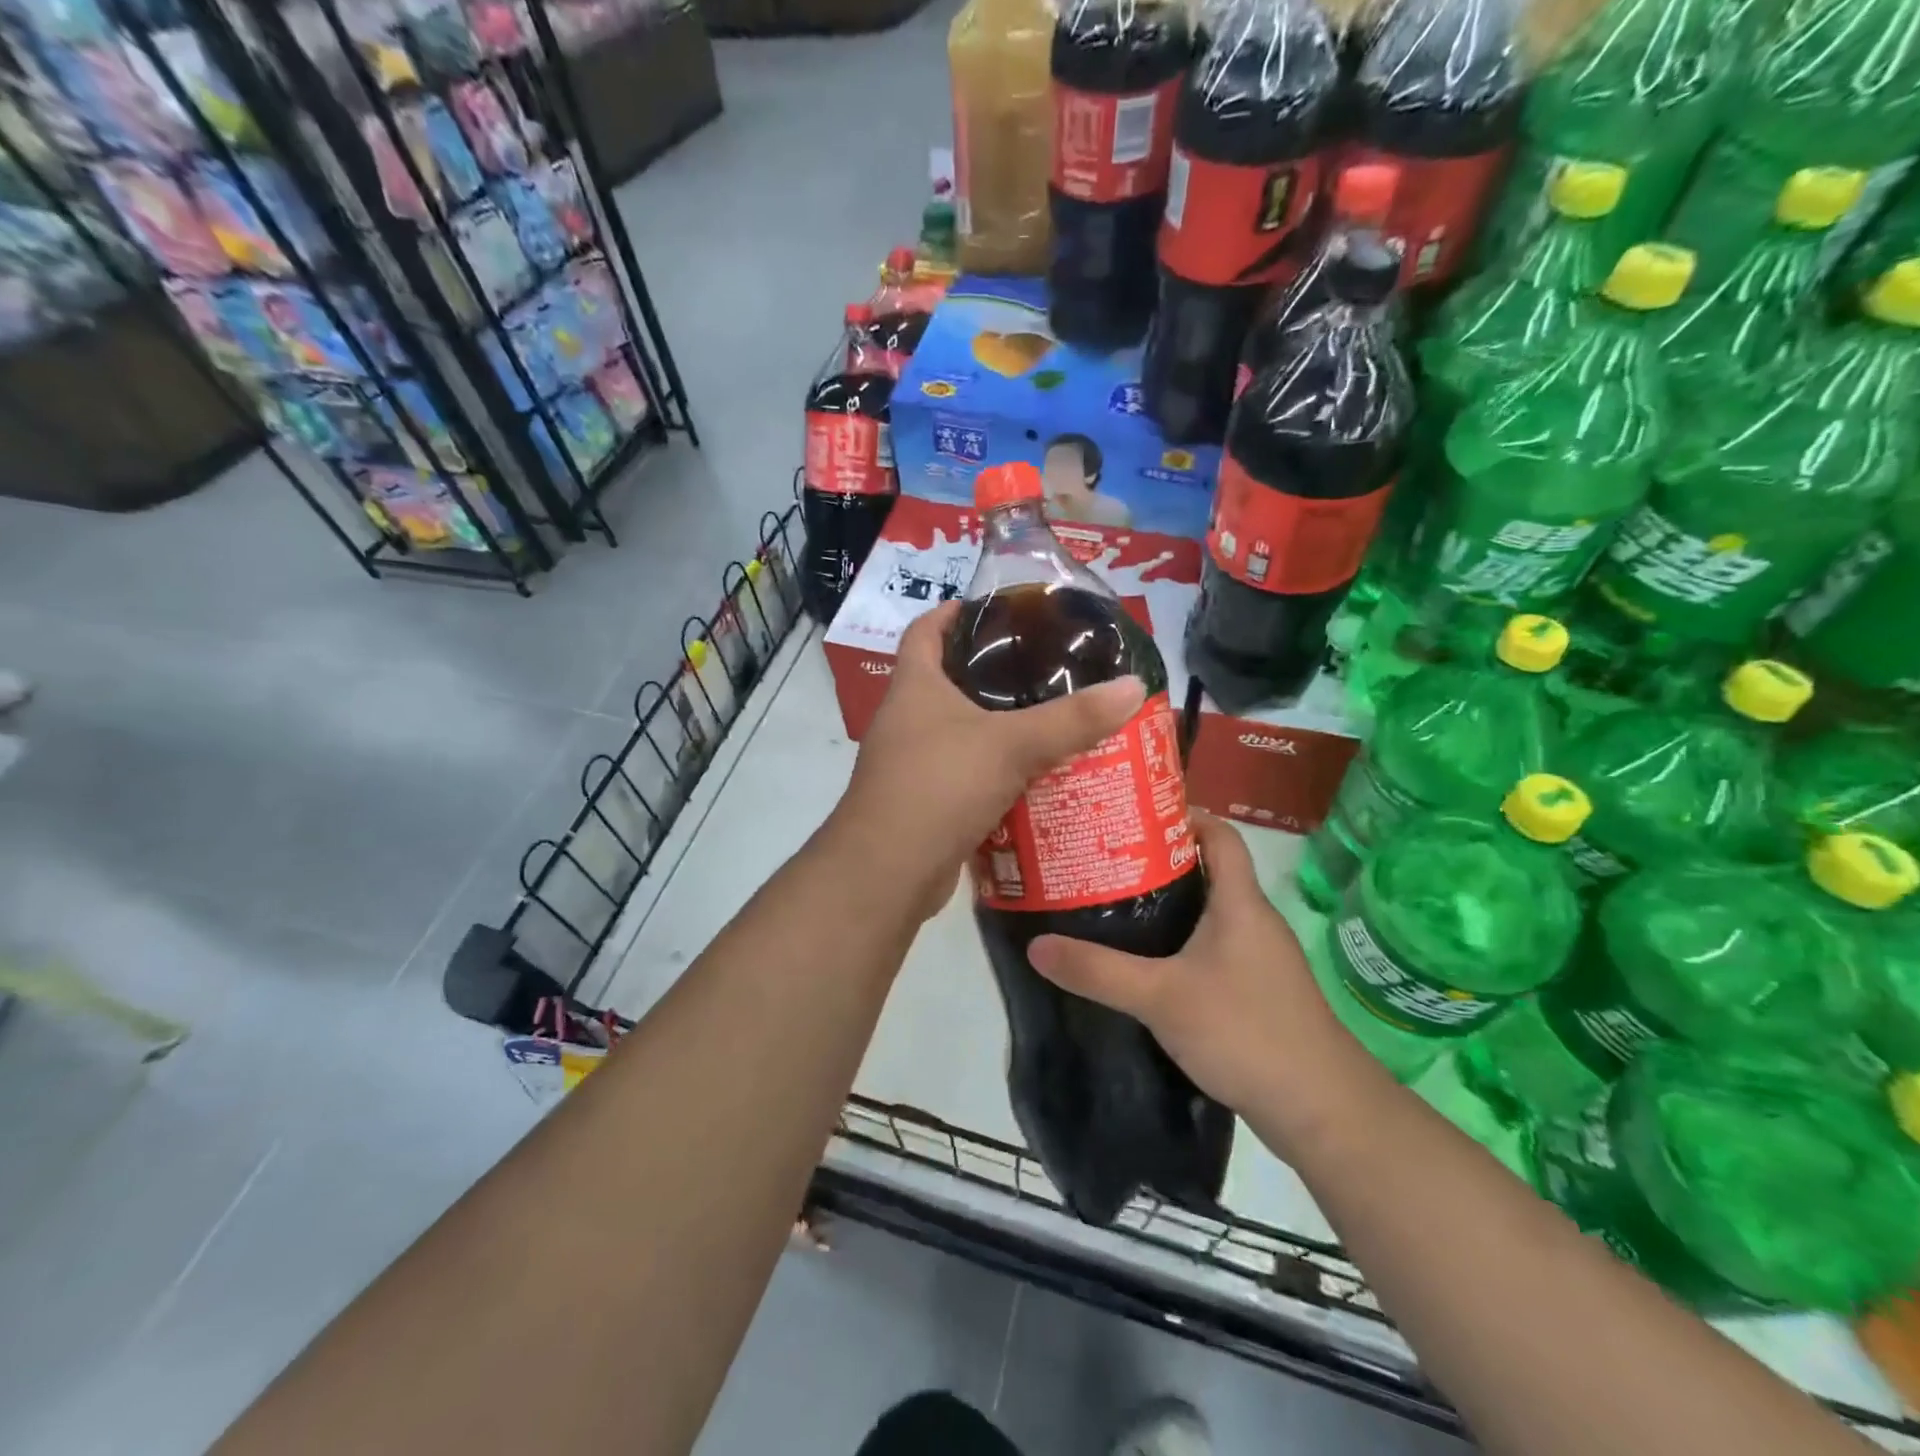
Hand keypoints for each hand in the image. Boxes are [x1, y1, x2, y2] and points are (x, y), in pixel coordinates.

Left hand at [831, 602, 1145, 912]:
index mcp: (915, 686)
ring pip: (961, 732)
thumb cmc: (939, 786)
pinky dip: (997, 772)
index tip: (996, 607)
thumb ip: (1072, 719)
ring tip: (1052, 718)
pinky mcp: (926, 802)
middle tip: (1046, 667)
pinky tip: (1036, 776)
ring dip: (999, 727)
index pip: (925, 629)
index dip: (954, 611)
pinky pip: (967, 775)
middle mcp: (907, 719)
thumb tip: (1134, 686)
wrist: (889, 871)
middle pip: (948, 680)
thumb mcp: (1011, 745)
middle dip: (992, 672)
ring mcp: (912, 763)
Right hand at [1027, 814, 1365, 1135]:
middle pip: (1209, 871)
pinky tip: (1148, 963)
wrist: (1321, 1109)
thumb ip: (1098, 972)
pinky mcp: (1258, 992)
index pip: (1220, 836)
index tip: (1135, 815)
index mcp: (1240, 903)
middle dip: (1159, 862)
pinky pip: (1214, 949)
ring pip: (1210, 913)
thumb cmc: (1245, 1031)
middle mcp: (1254, 921)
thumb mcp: (1161, 997)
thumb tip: (1036, 946)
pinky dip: (1182, 943)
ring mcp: (1260, 959)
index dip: (1183, 816)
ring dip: (1169, 905)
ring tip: (1115, 904)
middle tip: (1107, 860)